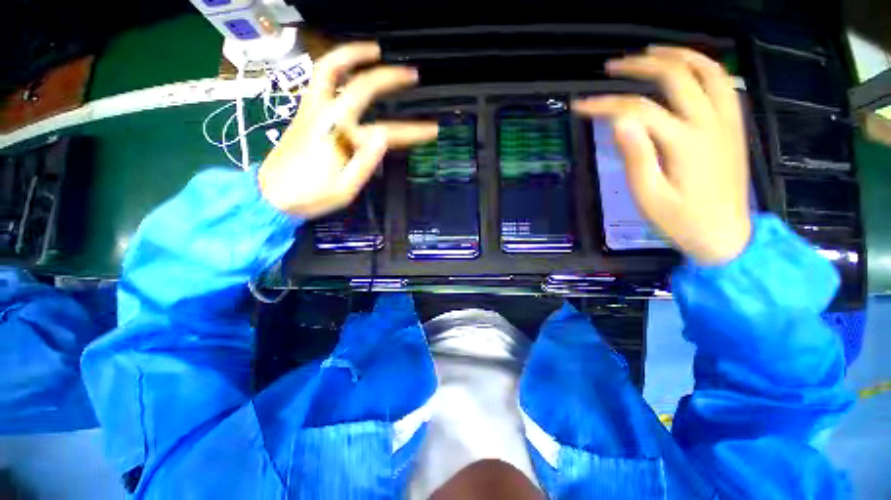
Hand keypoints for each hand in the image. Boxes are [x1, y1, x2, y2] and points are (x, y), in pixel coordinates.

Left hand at [259, 42, 437, 218]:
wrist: (271, 196)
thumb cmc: (311, 197)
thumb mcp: (345, 189)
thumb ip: (364, 161)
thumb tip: (383, 137)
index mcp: (341, 139)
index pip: (387, 131)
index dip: (413, 130)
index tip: (432, 130)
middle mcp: (325, 116)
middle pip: (359, 85)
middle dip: (388, 77)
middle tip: (408, 73)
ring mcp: (311, 110)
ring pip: (328, 70)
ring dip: (352, 54)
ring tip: (374, 50)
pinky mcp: (303, 113)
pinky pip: (319, 79)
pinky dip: (335, 66)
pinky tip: (347, 68)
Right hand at [573, 47, 751, 264]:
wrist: (727, 236)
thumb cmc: (681, 221)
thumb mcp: (649, 197)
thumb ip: (636, 157)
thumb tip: (618, 123)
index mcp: (684, 143)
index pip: (637, 110)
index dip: (605, 105)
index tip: (580, 106)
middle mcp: (709, 123)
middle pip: (676, 76)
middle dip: (640, 67)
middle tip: (613, 68)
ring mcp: (727, 121)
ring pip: (708, 70)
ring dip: (678, 56)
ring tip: (651, 54)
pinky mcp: (733, 127)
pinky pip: (724, 84)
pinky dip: (704, 67)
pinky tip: (687, 68)